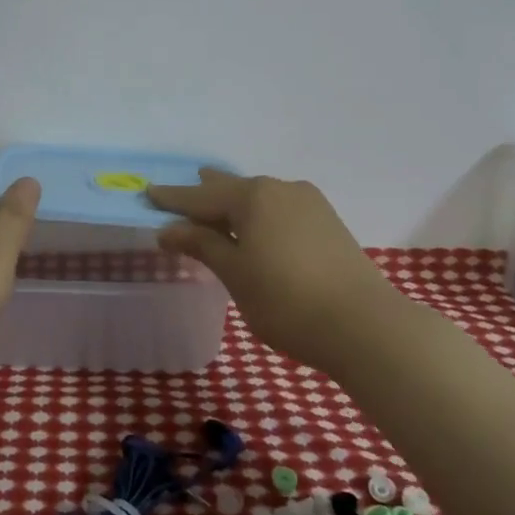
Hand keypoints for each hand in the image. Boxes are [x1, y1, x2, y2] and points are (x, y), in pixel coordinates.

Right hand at [148, 169, 402, 377]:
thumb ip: (202, 245)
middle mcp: (280, 189)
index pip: (200, 196)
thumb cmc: (286, 300)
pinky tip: (257, 229)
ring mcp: (309, 204)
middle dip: (205, 195)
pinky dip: (259, 216)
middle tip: (181, 197)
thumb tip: (168, 229)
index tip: (148, 193)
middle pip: (232, 189)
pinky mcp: (328, 222)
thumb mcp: (235, 273)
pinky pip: (280, 209)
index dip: (172, 198)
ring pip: (259, 198)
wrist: (365, 325)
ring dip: (234, 206)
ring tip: (217, 212)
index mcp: (252, 196)